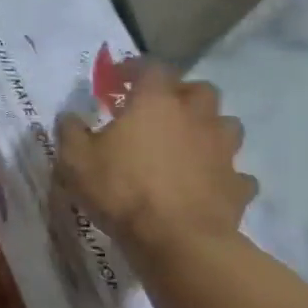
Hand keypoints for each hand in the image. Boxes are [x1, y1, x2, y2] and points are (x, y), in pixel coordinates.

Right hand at [55, 62, 256, 254]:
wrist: (177, 240)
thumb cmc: (121, 190)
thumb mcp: (76, 160)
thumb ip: (71, 132)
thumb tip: (70, 116)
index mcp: (155, 103)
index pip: (151, 67)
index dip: (134, 68)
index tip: (119, 78)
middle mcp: (195, 117)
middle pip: (200, 89)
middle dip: (182, 93)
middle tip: (160, 110)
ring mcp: (222, 151)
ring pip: (227, 126)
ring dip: (209, 128)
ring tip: (188, 143)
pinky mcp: (237, 185)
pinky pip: (236, 173)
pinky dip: (223, 174)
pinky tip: (207, 184)